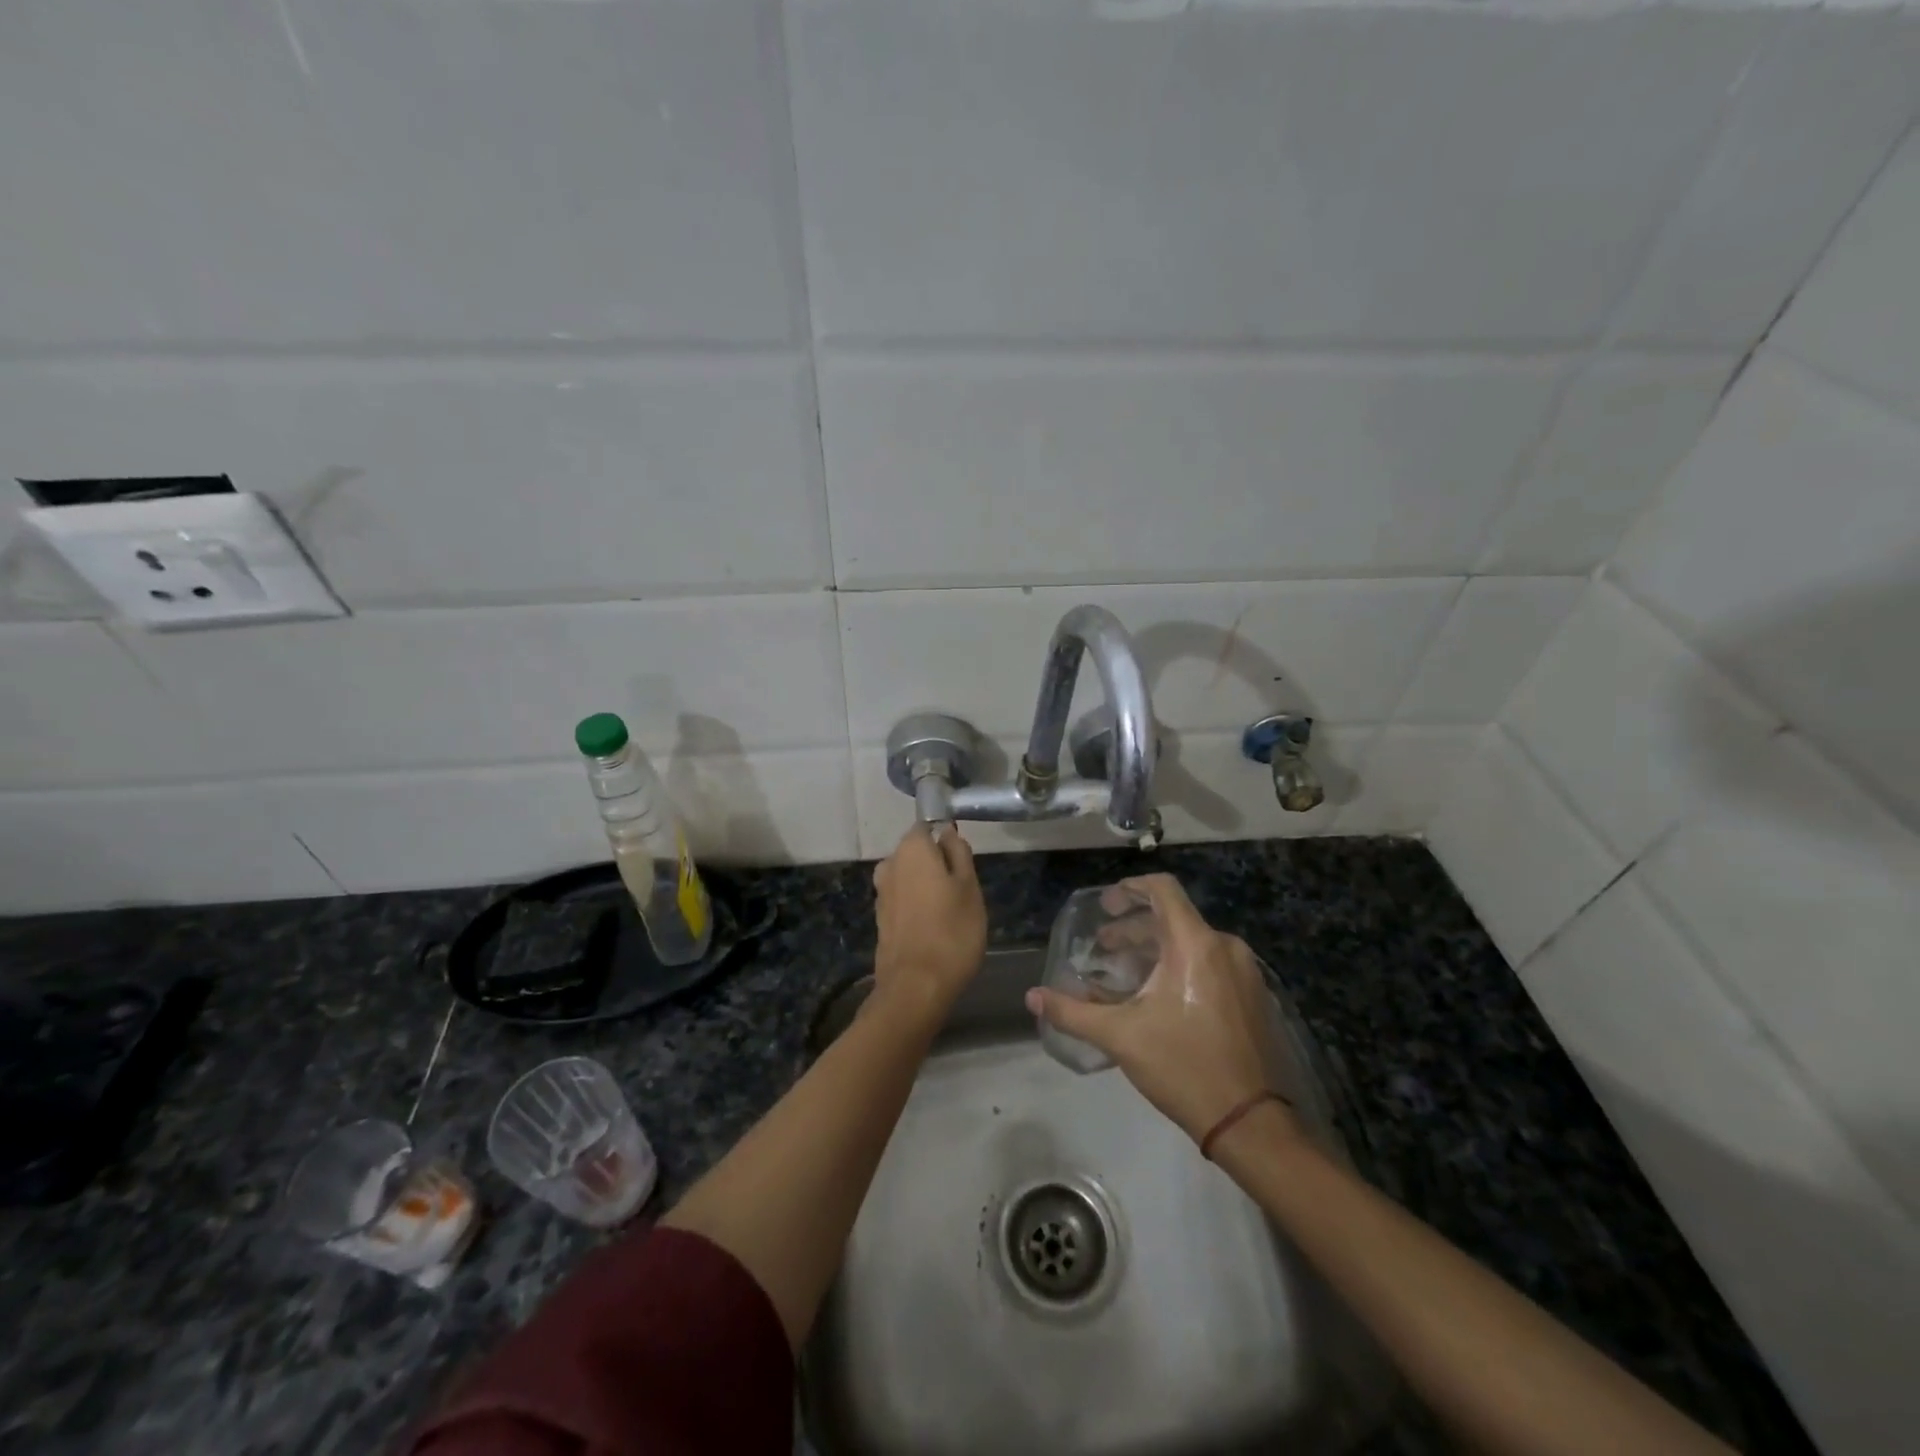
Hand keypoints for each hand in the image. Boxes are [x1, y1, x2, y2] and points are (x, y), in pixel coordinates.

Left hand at [872, 824, 987, 1017]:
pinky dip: (917, 908)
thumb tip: (947, 833)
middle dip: (937, 866)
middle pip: (917, 854)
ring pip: (910, 878)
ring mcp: (881, 893)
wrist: (916, 986)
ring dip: (927, 888)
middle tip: (963, 892)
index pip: (928, 828)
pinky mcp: (880, 919)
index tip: (964, 864)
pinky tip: (934, 929)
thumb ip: (959, 853)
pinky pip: (903, 901)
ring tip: (951, 914)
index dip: (947, 841)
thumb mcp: (970, 887)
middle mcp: (890, 864)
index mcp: (911, 849)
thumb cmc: (952, 931)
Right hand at [1027, 873, 1296, 1144]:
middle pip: (1173, 917)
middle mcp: (1225, 947)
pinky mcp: (1253, 996)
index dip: (1130, 888)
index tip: (1105, 906)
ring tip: (1124, 974)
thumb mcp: (1120, 1037)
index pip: (1162, 889)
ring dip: (1154, 949)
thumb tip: (1032, 996)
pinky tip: (1157, 996)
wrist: (1250, 1122)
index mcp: (1196, 945)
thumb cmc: (1182, 1066)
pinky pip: (1210, 963)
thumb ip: (1072, 1012)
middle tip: (1104, 948)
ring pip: (1192, 942)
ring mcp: (1244, 972)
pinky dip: (1179, 966)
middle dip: (1134, 928)